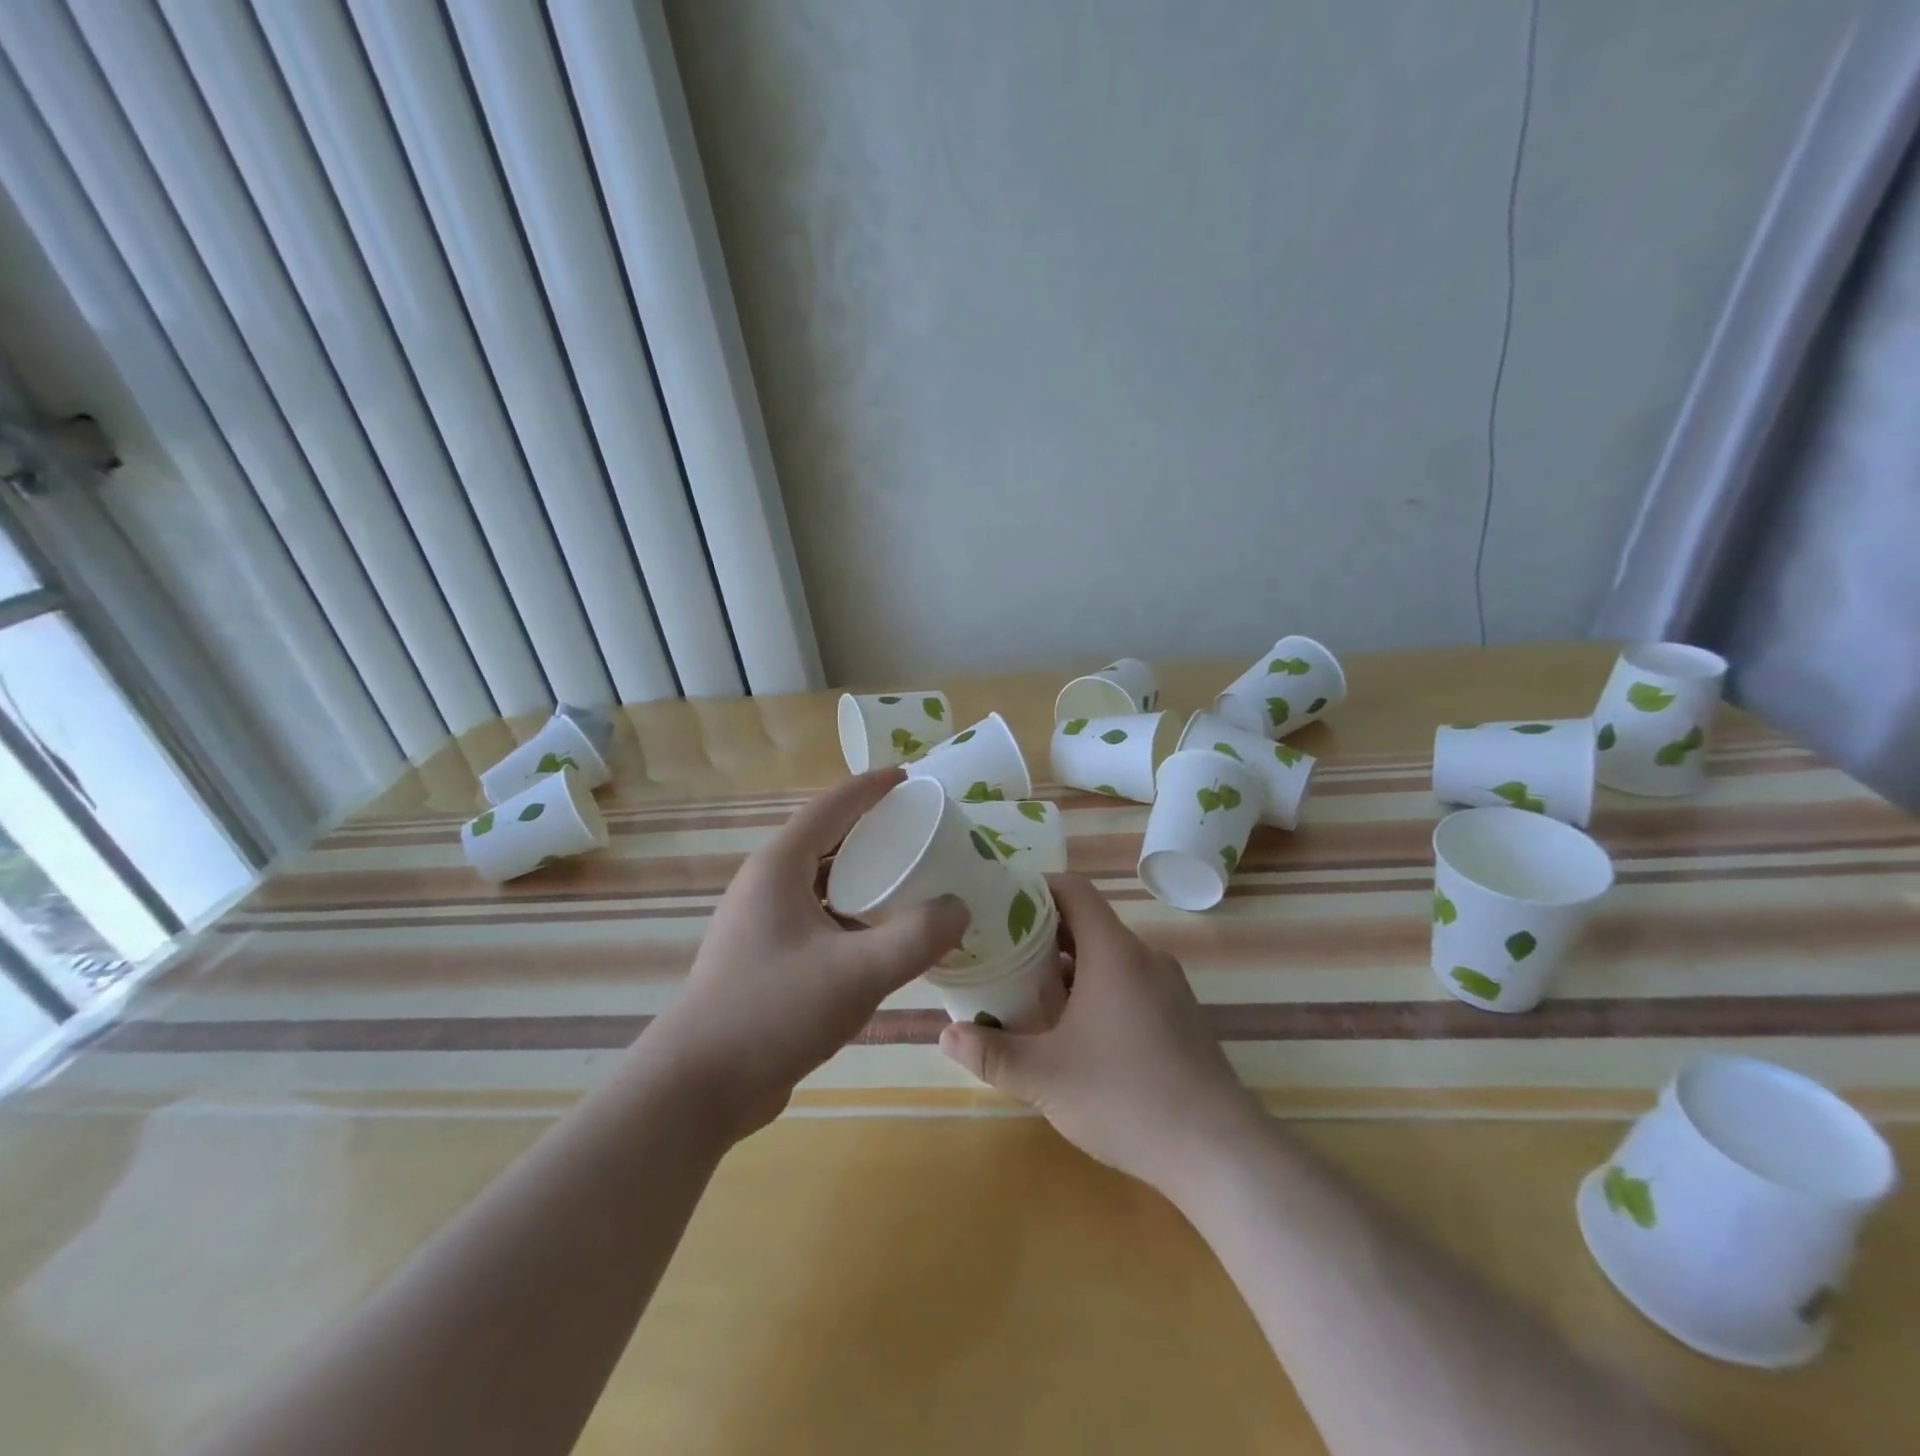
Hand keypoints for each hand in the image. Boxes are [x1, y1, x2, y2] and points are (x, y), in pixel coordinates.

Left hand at [648, 770, 968, 1139]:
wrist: (699, 1087)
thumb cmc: (773, 1013)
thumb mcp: (856, 973)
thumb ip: (916, 937)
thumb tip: (958, 908)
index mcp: (780, 865)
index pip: (833, 805)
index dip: (873, 787)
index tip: (912, 776)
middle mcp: (768, 883)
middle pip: (830, 838)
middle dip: (877, 829)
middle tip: (926, 830)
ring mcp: (764, 921)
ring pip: (826, 880)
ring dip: (867, 874)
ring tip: (915, 877)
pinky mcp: (769, 955)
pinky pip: (822, 915)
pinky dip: (856, 911)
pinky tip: (886, 934)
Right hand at [939, 873, 1262, 1199]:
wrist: (1219, 1152)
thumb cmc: (1126, 1097)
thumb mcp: (1045, 1077)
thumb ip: (992, 1053)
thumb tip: (945, 1034)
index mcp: (1114, 952)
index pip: (1074, 890)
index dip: (1036, 887)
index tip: (999, 904)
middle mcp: (1144, 958)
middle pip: (1088, 924)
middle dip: (1042, 935)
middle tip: (1001, 954)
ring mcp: (1169, 988)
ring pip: (1109, 959)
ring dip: (1069, 969)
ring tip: (1028, 994)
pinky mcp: (1181, 1019)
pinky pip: (1130, 985)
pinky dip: (1097, 991)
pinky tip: (1076, 1033)